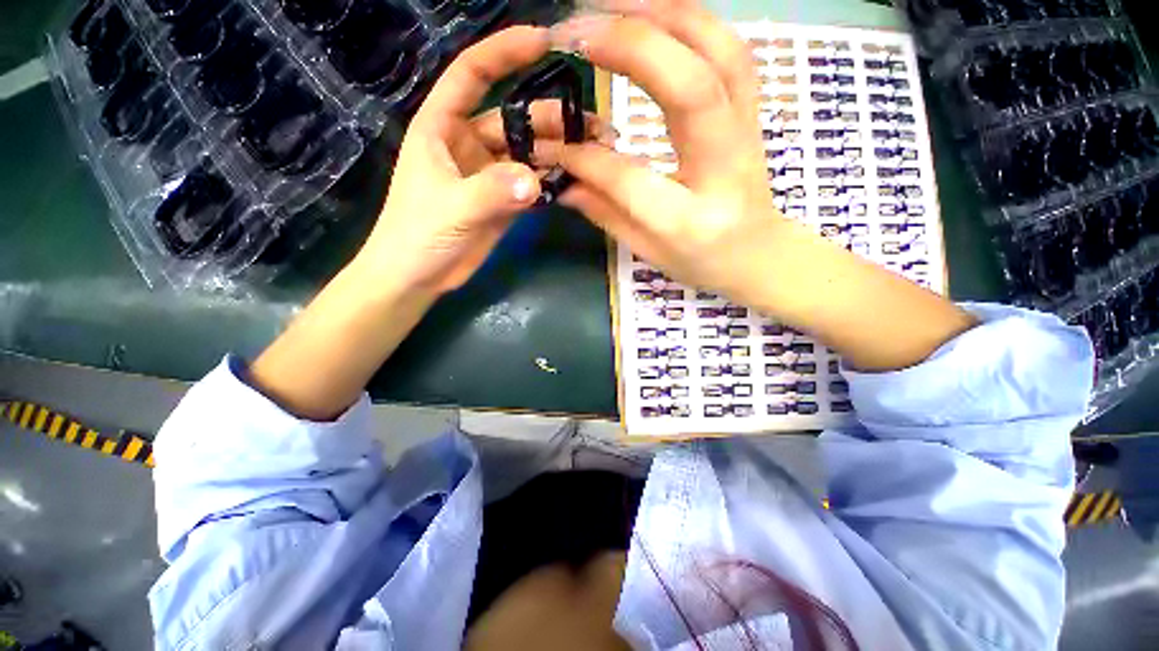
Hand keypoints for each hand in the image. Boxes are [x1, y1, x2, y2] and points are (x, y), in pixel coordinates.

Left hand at [356, 26, 607, 296]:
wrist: (418, 277)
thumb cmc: (417, 236)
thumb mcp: (451, 209)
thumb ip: (491, 193)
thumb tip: (533, 182)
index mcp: (442, 127)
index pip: (472, 75)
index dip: (503, 53)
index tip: (543, 42)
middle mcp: (468, 144)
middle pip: (515, 121)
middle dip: (552, 120)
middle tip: (591, 127)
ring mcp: (489, 175)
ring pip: (528, 154)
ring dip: (558, 154)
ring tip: (592, 156)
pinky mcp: (503, 201)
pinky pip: (531, 184)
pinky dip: (551, 183)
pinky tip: (574, 183)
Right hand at [553, 3, 779, 303]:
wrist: (759, 253)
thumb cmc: (702, 261)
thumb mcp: (648, 252)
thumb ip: (605, 213)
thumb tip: (561, 180)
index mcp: (690, 219)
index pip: (629, 176)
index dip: (585, 156)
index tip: (552, 144)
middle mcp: (724, 166)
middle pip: (689, 85)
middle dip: (629, 44)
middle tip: (574, 31)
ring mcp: (746, 129)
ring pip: (717, 49)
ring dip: (661, 14)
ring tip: (608, 7)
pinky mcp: (751, 109)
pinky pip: (727, 48)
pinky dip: (689, 20)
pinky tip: (654, 16)